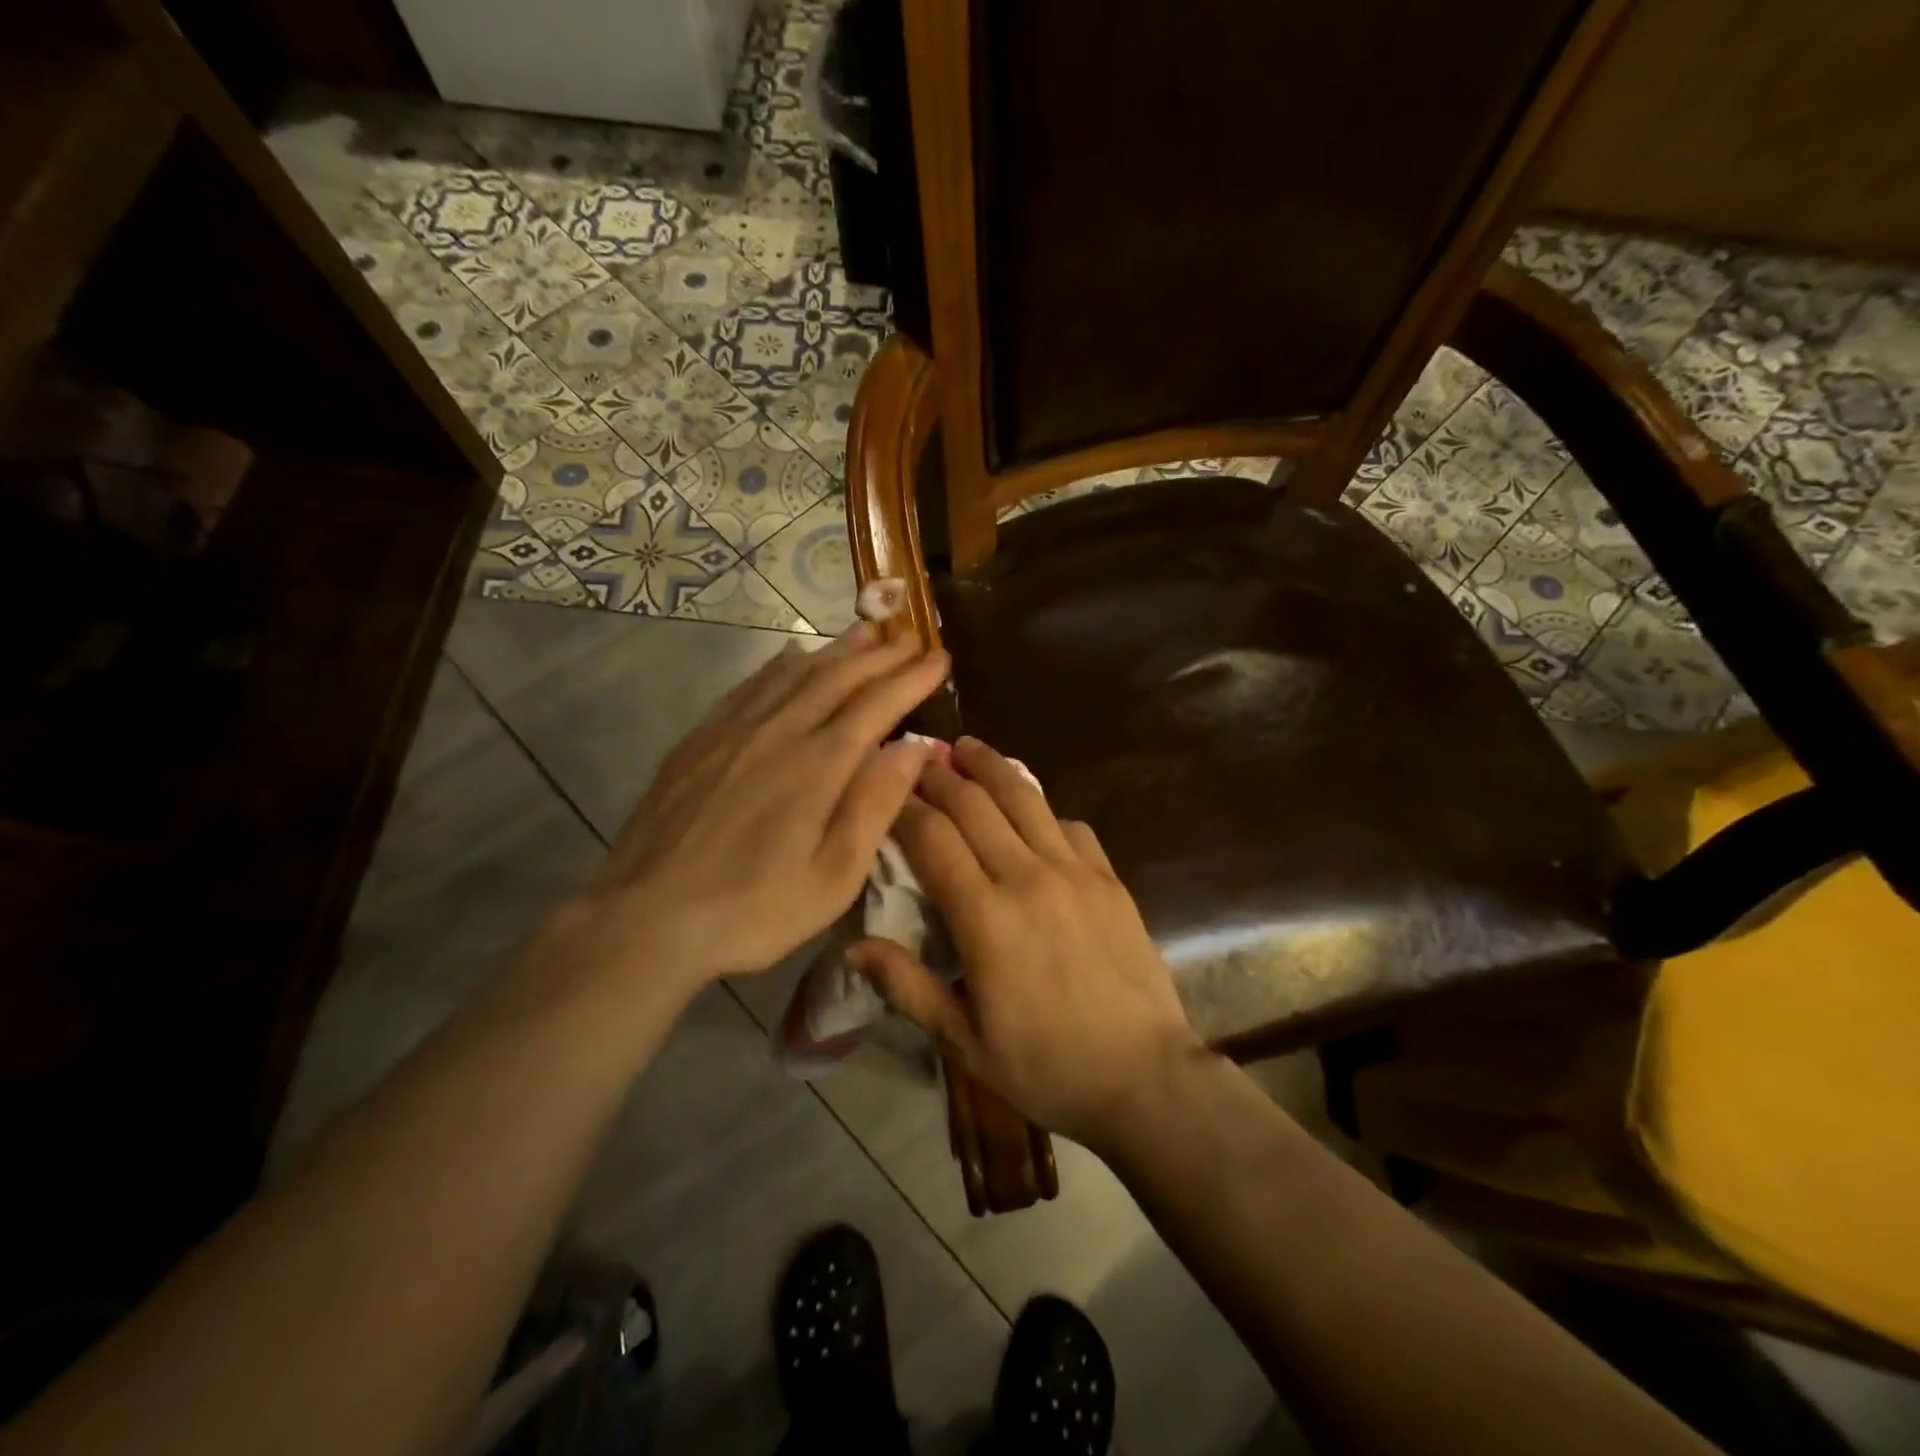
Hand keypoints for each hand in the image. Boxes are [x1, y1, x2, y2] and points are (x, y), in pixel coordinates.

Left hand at [544, 625, 948, 1004]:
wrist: (647, 916)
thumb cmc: (754, 909)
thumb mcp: (834, 876)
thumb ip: (875, 806)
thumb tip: (916, 748)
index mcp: (818, 765)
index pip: (877, 706)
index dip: (911, 679)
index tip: (939, 659)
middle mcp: (779, 731)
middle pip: (837, 677)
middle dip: (880, 655)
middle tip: (911, 639)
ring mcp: (734, 730)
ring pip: (794, 672)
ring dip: (835, 649)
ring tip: (864, 632)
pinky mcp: (701, 739)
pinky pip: (751, 685)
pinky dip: (781, 664)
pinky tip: (791, 656)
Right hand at [847, 737, 1200, 1144]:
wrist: (1145, 1078)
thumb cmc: (1046, 1067)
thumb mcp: (964, 1041)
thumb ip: (908, 986)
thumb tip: (853, 946)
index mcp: (986, 917)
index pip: (932, 838)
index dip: (903, 807)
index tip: (882, 789)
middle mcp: (1029, 878)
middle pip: (975, 804)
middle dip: (939, 774)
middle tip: (916, 756)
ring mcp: (1076, 872)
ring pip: (1025, 799)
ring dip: (991, 767)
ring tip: (968, 747)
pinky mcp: (1110, 878)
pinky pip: (1069, 825)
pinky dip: (1042, 808)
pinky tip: (1031, 811)